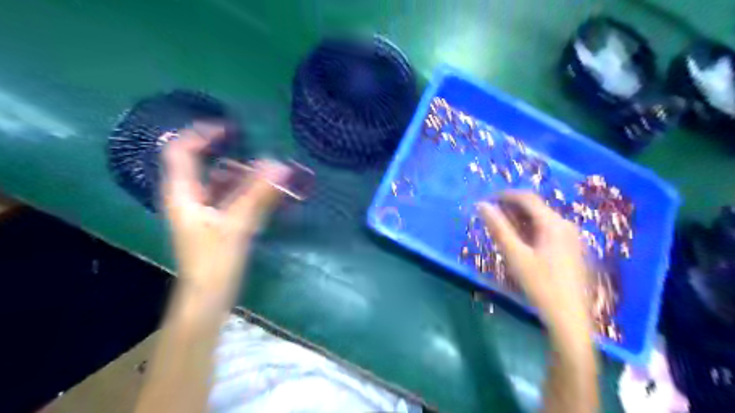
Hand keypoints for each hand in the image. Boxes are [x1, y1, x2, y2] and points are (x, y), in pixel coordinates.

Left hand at [161, 126, 291, 298]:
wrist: (208, 298)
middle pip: (205, 165)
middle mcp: (190, 197)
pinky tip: (268, 194)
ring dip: (244, 175)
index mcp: (183, 193)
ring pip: (221, 182)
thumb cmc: (214, 262)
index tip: (231, 127)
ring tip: (271, 174)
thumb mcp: (236, 225)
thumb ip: (258, 194)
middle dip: (232, 156)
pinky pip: (231, 197)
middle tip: (260, 155)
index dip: (201, 134)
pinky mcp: (217, 222)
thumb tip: (280, 164)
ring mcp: (203, 211)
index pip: (181, 151)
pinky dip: (248, 191)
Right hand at [477, 192, 588, 330]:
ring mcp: (572, 237)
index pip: (527, 198)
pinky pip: (548, 230)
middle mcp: (566, 225)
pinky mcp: (572, 249)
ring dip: (519, 220)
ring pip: (541, 219)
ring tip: (500, 229)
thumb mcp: (515, 256)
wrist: (569, 318)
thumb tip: (482, 205)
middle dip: (510, 208)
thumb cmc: (541, 286)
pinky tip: (520, 243)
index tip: (485, 201)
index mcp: (554, 224)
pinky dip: (530, 230)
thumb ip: (498, 228)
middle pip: (535, 207)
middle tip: (490, 217)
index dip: (504, 195)